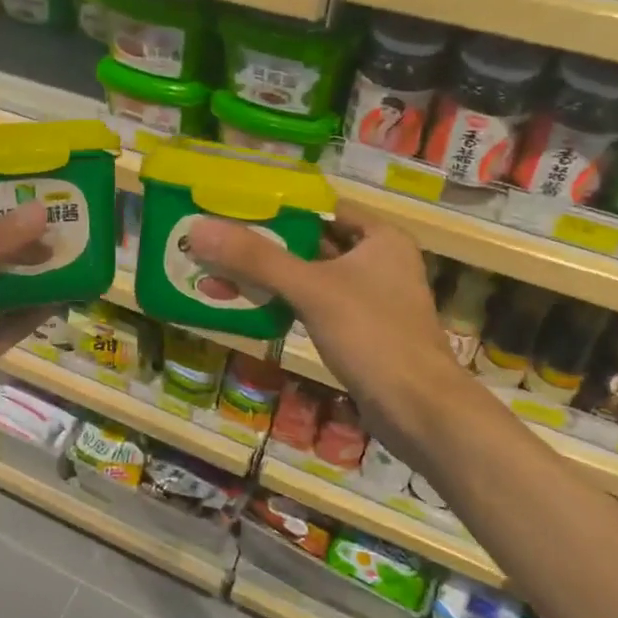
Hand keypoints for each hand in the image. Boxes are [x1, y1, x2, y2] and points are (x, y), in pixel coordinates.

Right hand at [188, 204, 476, 468]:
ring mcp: (370, 300)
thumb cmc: (373, 336)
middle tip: (217, 241)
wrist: (420, 412)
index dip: (279, 205)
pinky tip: (247, 306)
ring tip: (218, 272)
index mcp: (380, 238)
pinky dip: (283, 304)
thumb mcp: (312, 289)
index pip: (322, 207)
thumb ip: (256, 259)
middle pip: (311, 242)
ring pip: (309, 277)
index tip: (234, 206)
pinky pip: (313, 306)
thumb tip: (198, 229)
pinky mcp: (359, 332)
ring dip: (269, 277)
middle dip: (265, 244)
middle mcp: (378, 262)